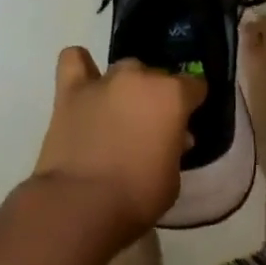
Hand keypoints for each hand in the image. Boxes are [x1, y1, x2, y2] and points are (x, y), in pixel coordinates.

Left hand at [32, 47, 203, 243]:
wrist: (80, 204)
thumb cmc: (136, 197)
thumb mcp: (172, 179)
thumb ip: (175, 149)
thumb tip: (174, 137)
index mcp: (172, 96)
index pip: (194, 85)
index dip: (192, 103)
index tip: (187, 122)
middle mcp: (140, 77)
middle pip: (156, 76)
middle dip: (157, 97)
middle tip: (150, 127)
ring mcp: (104, 80)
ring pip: (123, 69)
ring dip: (126, 86)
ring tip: (119, 111)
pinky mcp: (70, 90)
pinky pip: (74, 59)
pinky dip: (81, 67)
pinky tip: (85, 84)